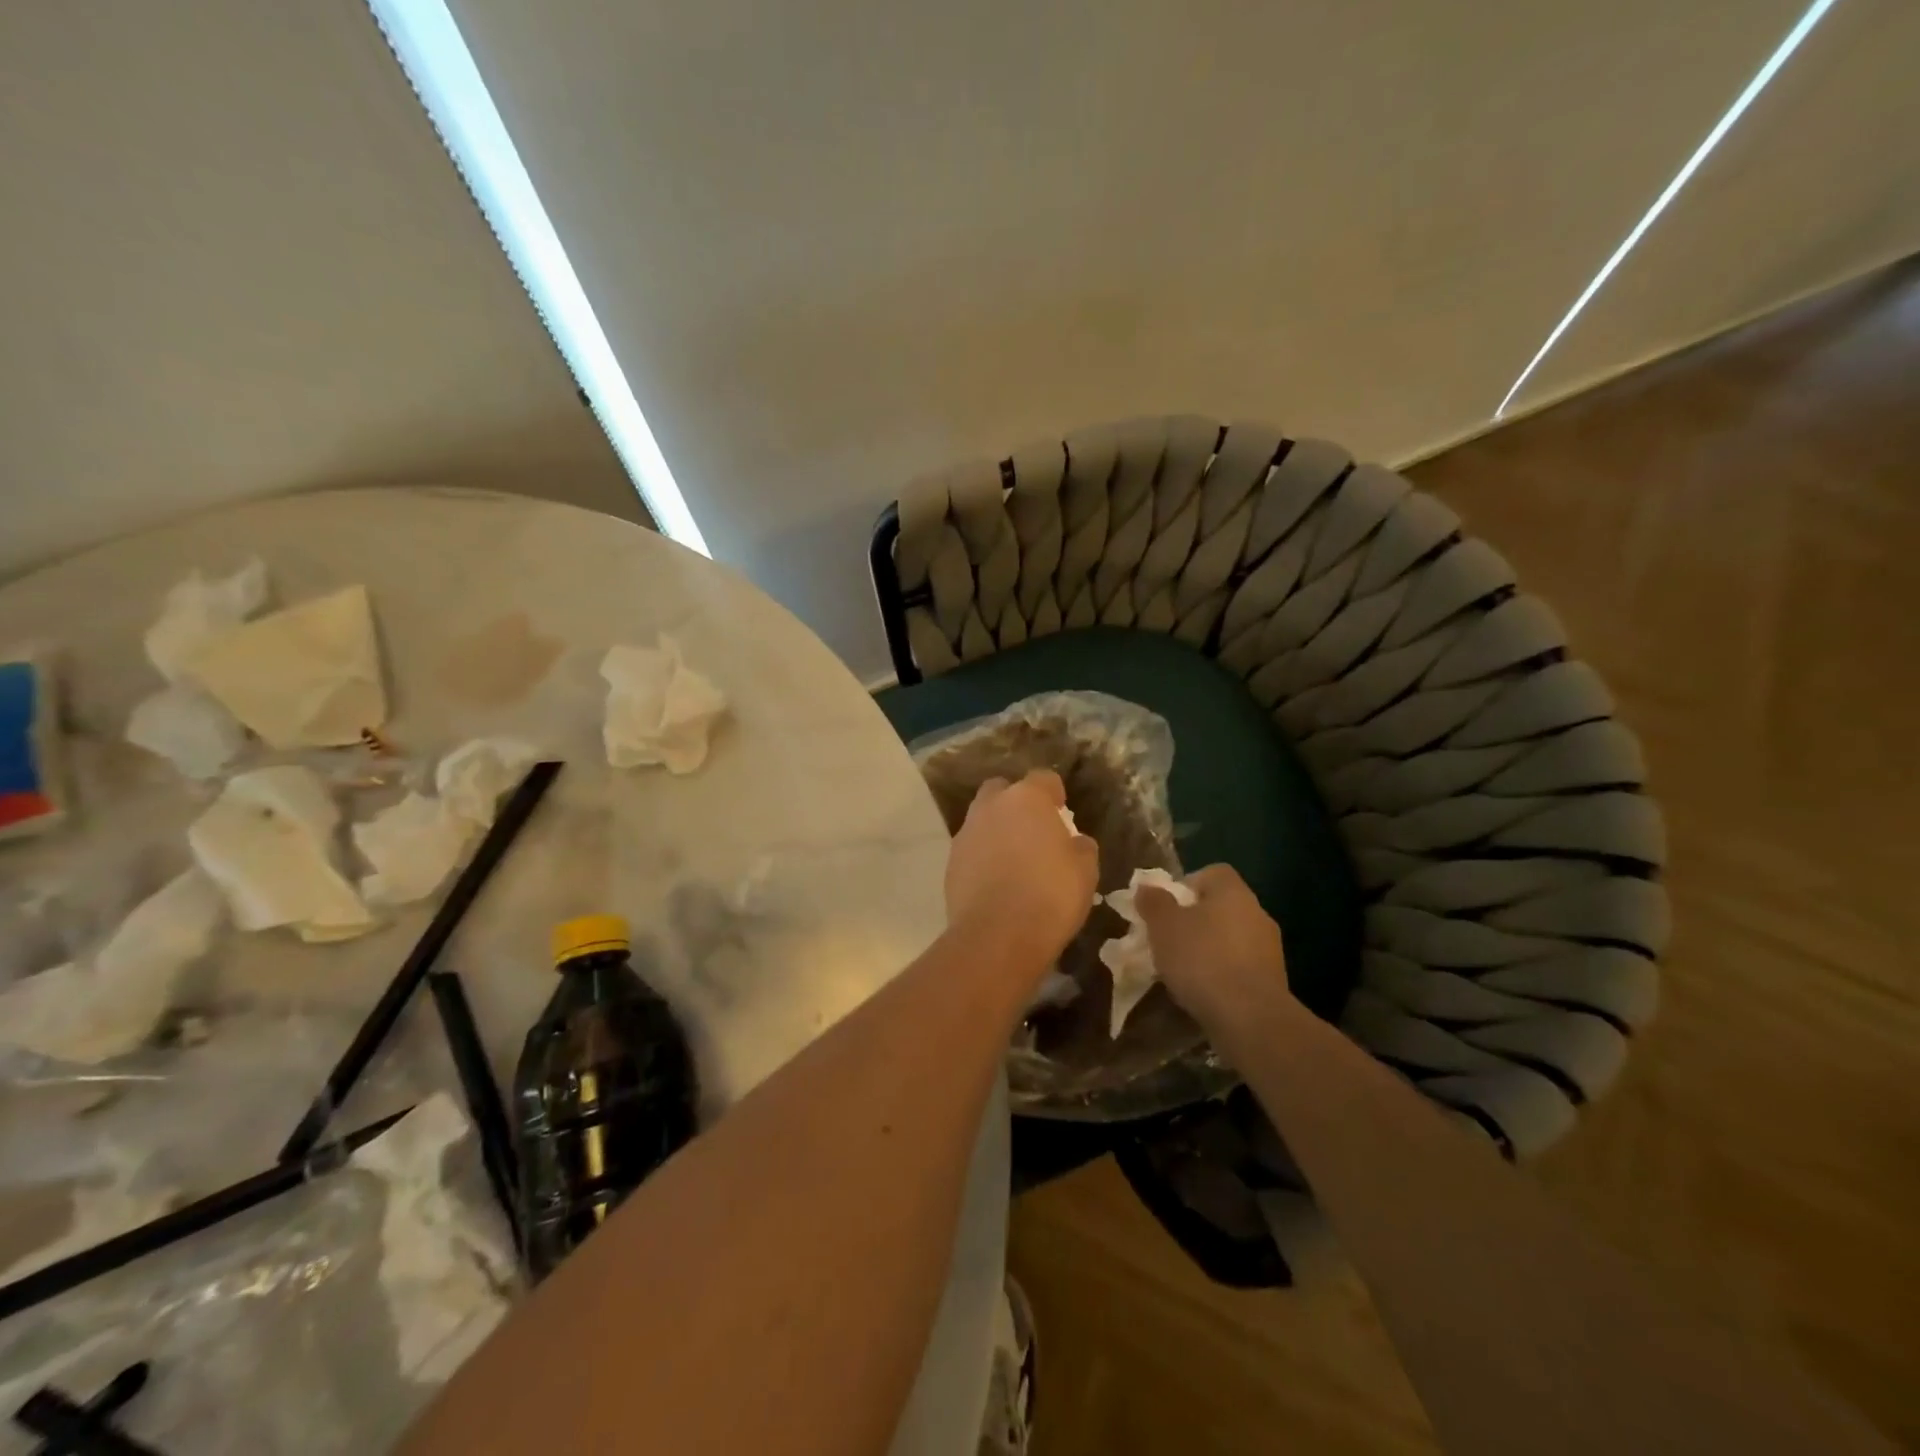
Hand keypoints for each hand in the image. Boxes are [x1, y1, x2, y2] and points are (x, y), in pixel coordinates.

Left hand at [945, 770, 1098, 980]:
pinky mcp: (950, 863)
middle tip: (1033, 830)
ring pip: (982, 819)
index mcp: (1026, 799)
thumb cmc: (1050, 895)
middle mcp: (991, 807)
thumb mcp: (1085, 871)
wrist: (997, 937)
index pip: (1043, 778)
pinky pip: (971, 849)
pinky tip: (996, 882)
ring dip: (996, 830)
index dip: (1054, 793)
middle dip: (1016, 803)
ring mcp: (965, 834)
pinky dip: (982, 858)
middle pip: (1002, 790)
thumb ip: (1081, 847)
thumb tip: (1075, 842)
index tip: (1062, 811)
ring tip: (1014, 859)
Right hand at [1136, 864, 1293, 1039]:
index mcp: (1233, 892)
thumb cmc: (1202, 960)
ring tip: (1184, 971)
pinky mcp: (1274, 980)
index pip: (1213, 872)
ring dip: (1210, 948)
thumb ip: (1153, 902)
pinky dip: (1223, 973)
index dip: (1187, 885)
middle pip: (1222, 906)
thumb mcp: (1163, 926)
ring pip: (1232, 938)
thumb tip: (1147, 887)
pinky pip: (1241, 966)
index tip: (1168, 908)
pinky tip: (1205, 992)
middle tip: (1170, 940)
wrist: (1250, 1018)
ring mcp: (1270, 948)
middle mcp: (1257, 913)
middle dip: (1196, 920)